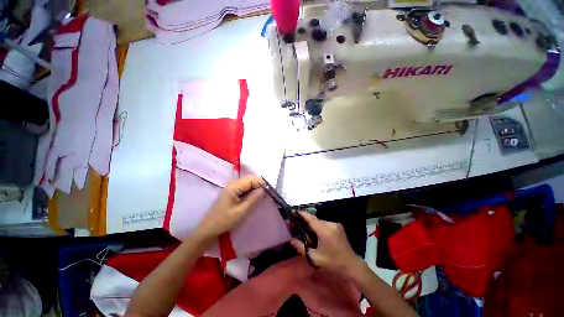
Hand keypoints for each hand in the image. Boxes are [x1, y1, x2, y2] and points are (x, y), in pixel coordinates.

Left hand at [195, 175, 264, 240]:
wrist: (209, 229)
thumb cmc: (225, 220)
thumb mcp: (242, 211)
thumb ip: (254, 198)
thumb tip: (265, 189)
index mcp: (233, 187)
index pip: (251, 179)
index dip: (261, 183)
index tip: (270, 190)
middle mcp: (232, 184)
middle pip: (249, 179)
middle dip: (259, 184)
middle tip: (268, 193)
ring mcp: (231, 187)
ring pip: (247, 183)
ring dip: (255, 187)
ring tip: (263, 194)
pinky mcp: (231, 192)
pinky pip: (244, 187)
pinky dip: (251, 190)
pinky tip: (255, 196)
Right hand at [290, 212, 360, 273]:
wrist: (352, 265)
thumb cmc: (332, 263)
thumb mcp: (314, 257)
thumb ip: (301, 247)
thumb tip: (290, 239)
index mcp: (324, 230)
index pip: (310, 218)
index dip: (302, 214)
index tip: (294, 212)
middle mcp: (330, 224)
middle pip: (314, 220)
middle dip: (306, 222)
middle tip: (299, 227)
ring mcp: (335, 224)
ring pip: (320, 221)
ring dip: (313, 225)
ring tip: (309, 234)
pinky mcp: (338, 226)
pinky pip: (325, 223)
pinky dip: (319, 227)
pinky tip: (318, 235)